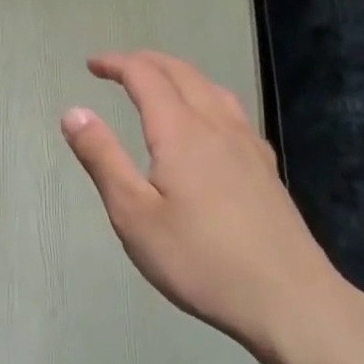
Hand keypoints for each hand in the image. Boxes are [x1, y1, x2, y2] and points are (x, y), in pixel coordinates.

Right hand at [61, 50, 349, 363]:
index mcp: (180, 131)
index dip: (116, 63)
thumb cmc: (201, 260)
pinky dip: (205, 96)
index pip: (144, 75)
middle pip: (180, 72)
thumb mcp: (134, 215)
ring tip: (157, 84)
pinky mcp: (265, 167)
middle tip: (116, 68)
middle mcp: (216, 125)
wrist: (291, 301)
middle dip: (145, 62)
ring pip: (210, 87)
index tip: (91, 65)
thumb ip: (102, 158)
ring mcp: (247, 144)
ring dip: (177, 74)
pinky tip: (207, 123)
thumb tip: (73, 112)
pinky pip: (231, 110)